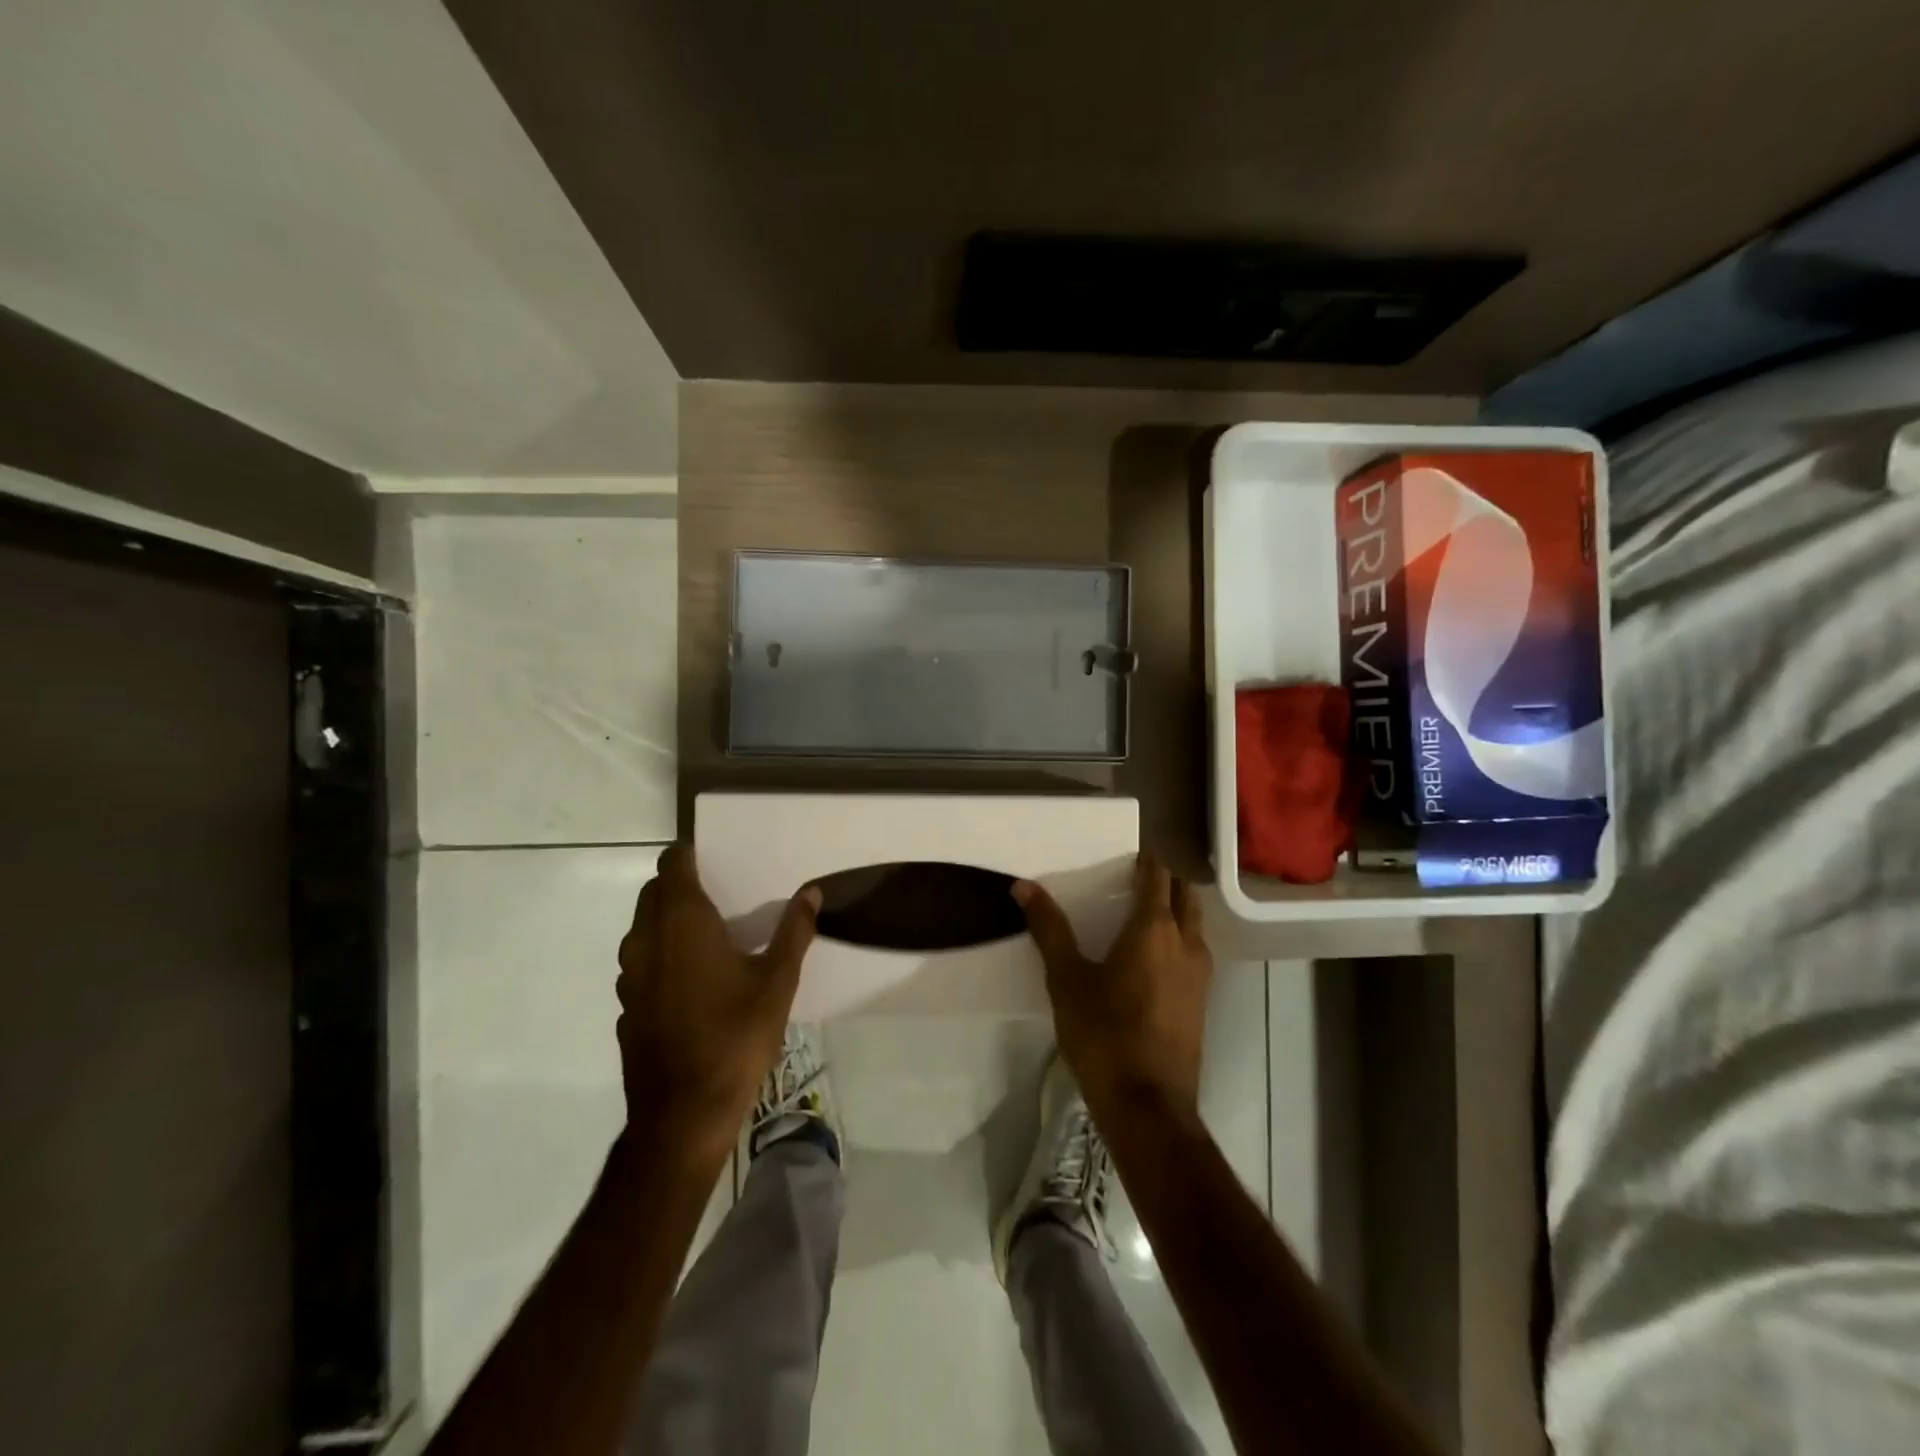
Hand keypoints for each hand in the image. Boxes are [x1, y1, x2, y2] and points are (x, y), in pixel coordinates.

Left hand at [616, 844, 819, 1165]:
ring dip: (667, 918)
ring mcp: (630, 974)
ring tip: (708, 931)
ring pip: (642, 927)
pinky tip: (691, 977)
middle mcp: (647, 939)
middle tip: (720, 890)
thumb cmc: (735, 1037)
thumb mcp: (778, 982)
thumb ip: (794, 932)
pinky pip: (640, 960)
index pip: (673, 864)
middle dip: (679, 883)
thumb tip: (812, 891)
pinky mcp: (626, 1004)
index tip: (714, 854)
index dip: (689, 853)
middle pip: (654, 892)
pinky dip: (660, 953)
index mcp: (683, 922)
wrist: (682, 1114)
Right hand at [1014, 853, 1211, 1120]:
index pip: (1158, 876)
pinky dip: (1179, 939)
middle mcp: (1186, 943)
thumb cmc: (1104, 1034)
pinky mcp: (1201, 1001)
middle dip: (1166, 881)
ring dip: (1177, 910)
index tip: (1126, 855)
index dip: (1145, 861)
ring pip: (1195, 925)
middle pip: (1186, 895)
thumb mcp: (1067, 980)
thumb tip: (1024, 886)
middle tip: (1134, 880)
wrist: (1148, 1106)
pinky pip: (1194, 951)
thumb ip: (1049, 929)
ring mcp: (1200, 974)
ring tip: (1141, 914)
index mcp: (1155, 929)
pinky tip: (1151, 959)